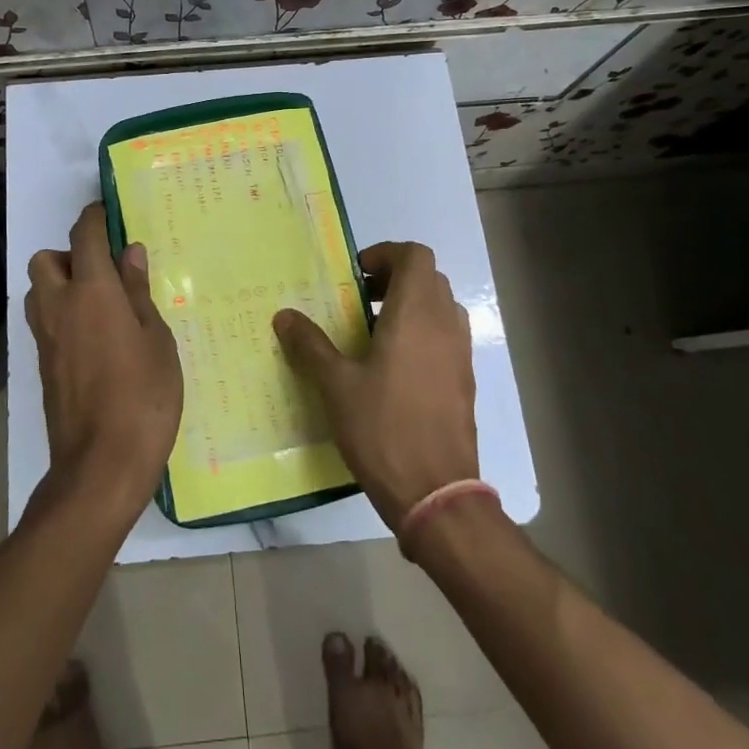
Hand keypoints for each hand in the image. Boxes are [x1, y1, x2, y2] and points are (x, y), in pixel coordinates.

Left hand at [25, 203, 183, 518]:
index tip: (109, 213)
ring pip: (38, 291)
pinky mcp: (42, 366)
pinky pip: (44, 322)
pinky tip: (94, 339)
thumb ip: (138, 292)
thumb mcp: (156, 339)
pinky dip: (61, 315)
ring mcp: (45, 338)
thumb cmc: (143, 396)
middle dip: (69, 254)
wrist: (101, 464)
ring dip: (59, 284)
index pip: (84, 236)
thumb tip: (129, 253)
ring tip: (99, 306)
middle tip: (103, 272)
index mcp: (92, 292)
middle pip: (46, 259)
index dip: (95, 217)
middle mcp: (59, 307)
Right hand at [273, 241, 478, 530]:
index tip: (356, 276)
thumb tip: (284, 315)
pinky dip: (422, 333)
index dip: (386, 254)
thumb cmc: (383, 429)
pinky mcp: (464, 381)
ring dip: (410, 305)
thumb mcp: (336, 386)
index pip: (415, 256)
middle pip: (429, 278)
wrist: (436, 494)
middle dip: (394, 278)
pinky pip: (446, 337)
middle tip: (360, 300)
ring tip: (374, 332)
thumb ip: (310, 345)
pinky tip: (392, 367)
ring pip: (441, 307)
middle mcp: (445, 325)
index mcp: (415, 315)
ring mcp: (460, 354)